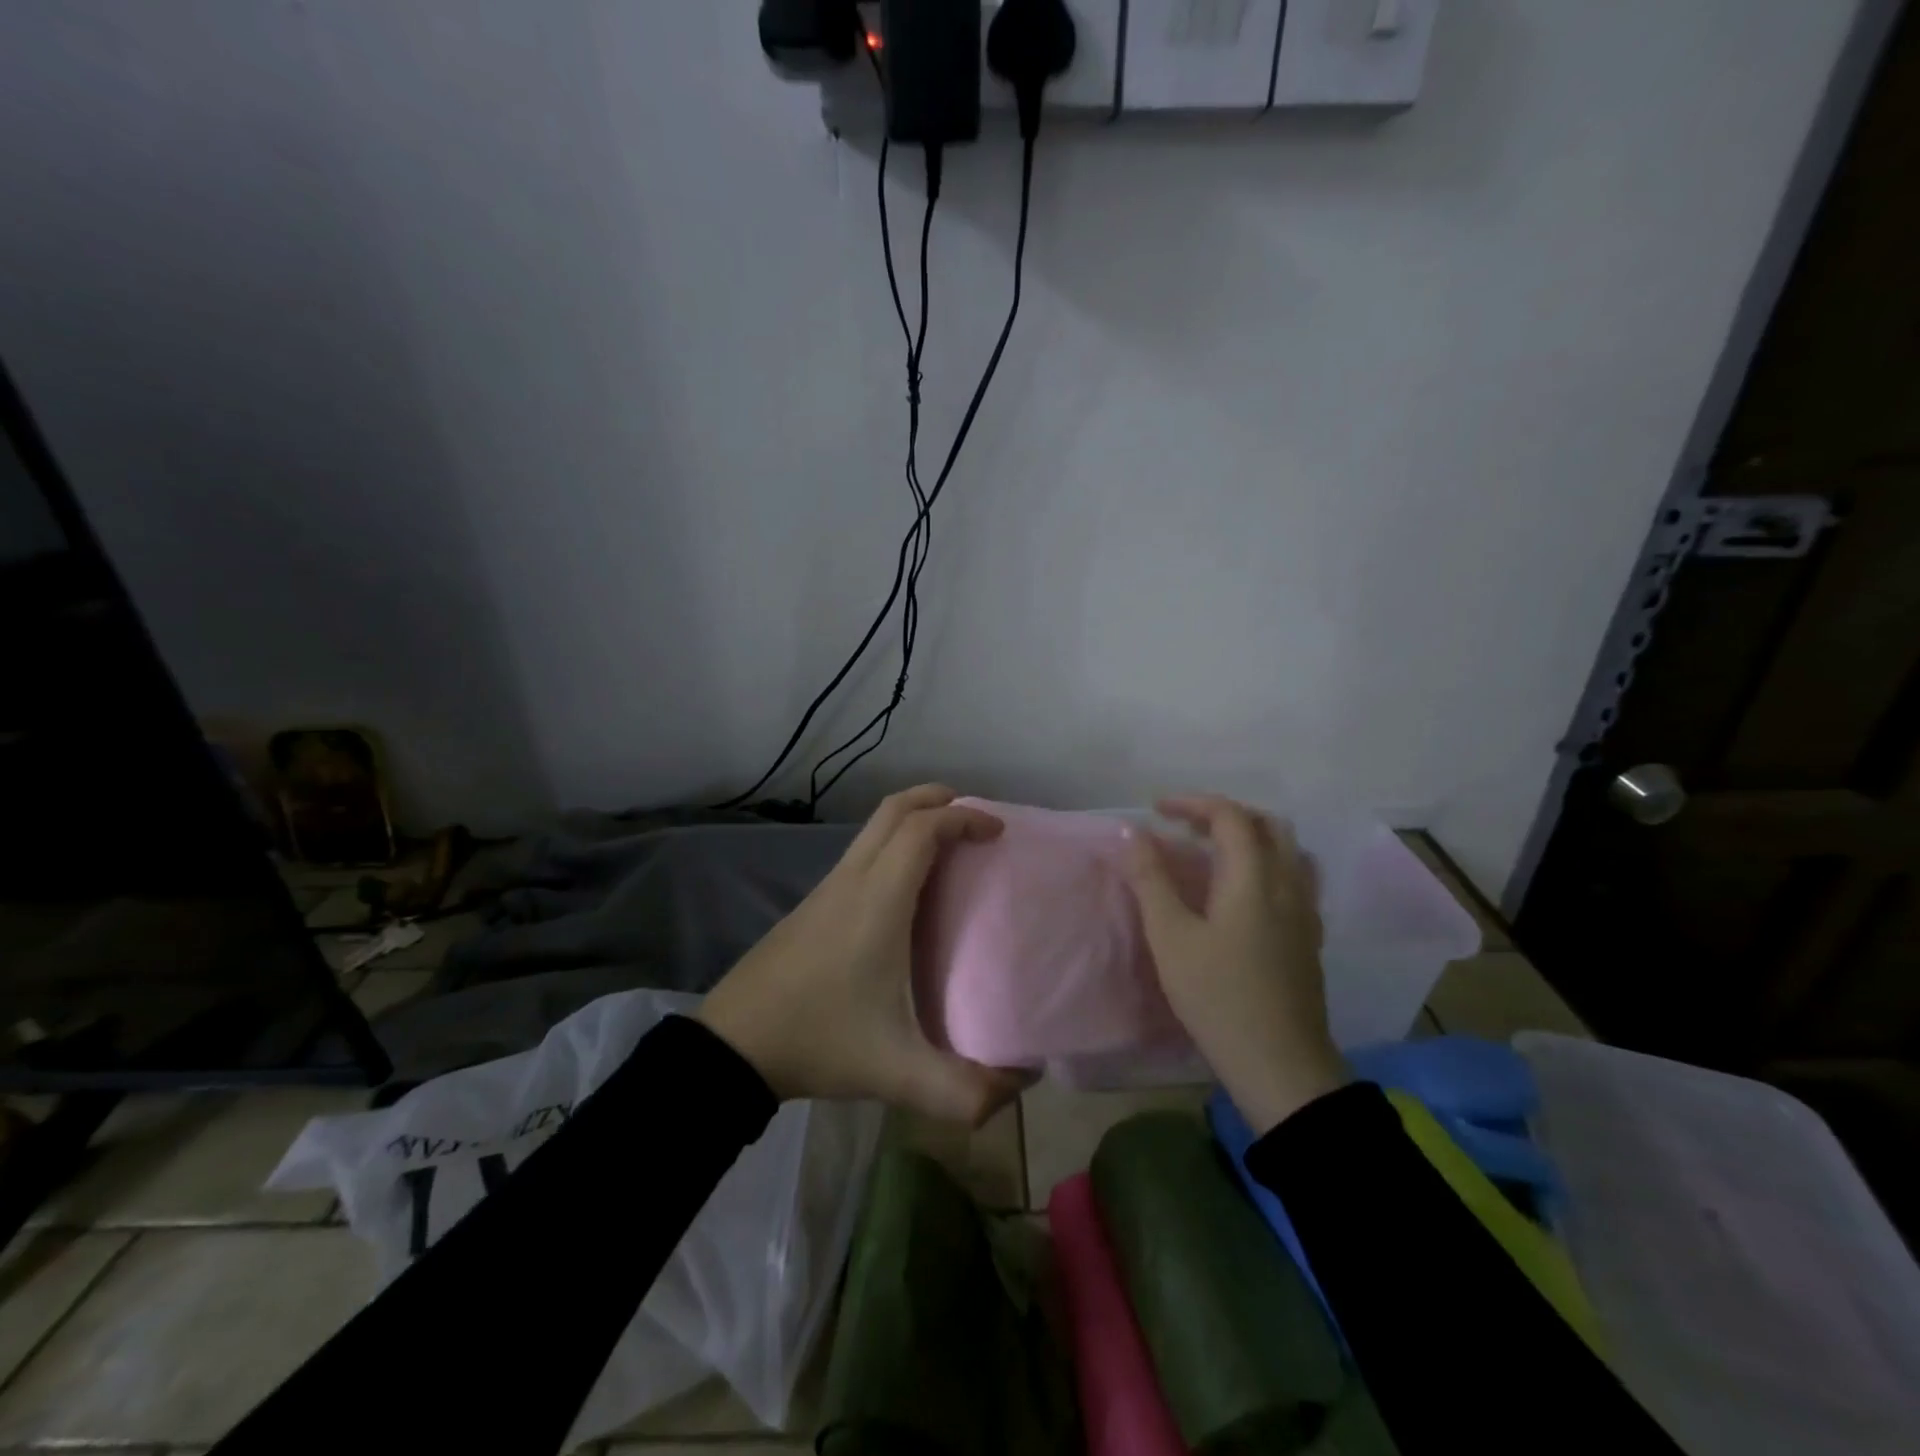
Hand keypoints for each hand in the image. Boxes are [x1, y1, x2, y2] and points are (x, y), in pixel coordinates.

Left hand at [697, 785, 1029, 1125]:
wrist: (734, 1045)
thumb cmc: (820, 1041)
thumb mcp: (897, 1073)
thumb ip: (962, 1090)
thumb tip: (1020, 1086)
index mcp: (878, 900)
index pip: (921, 830)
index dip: (963, 818)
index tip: (998, 831)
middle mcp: (852, 880)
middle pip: (893, 810)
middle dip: (937, 800)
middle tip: (974, 819)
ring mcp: (827, 889)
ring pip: (873, 828)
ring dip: (912, 820)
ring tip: (949, 848)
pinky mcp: (812, 904)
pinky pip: (860, 852)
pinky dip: (892, 844)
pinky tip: (905, 887)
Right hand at [1126, 794, 1346, 1134]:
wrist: (1281, 1066)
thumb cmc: (1218, 997)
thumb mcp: (1171, 937)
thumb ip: (1151, 880)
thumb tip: (1134, 833)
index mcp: (1254, 877)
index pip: (1229, 816)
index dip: (1192, 803)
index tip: (1157, 810)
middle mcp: (1287, 884)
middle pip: (1267, 825)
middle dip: (1225, 815)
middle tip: (1186, 827)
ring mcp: (1305, 912)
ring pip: (1287, 851)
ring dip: (1250, 838)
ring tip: (1213, 854)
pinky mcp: (1309, 937)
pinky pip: (1293, 879)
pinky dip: (1265, 865)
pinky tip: (1242, 894)